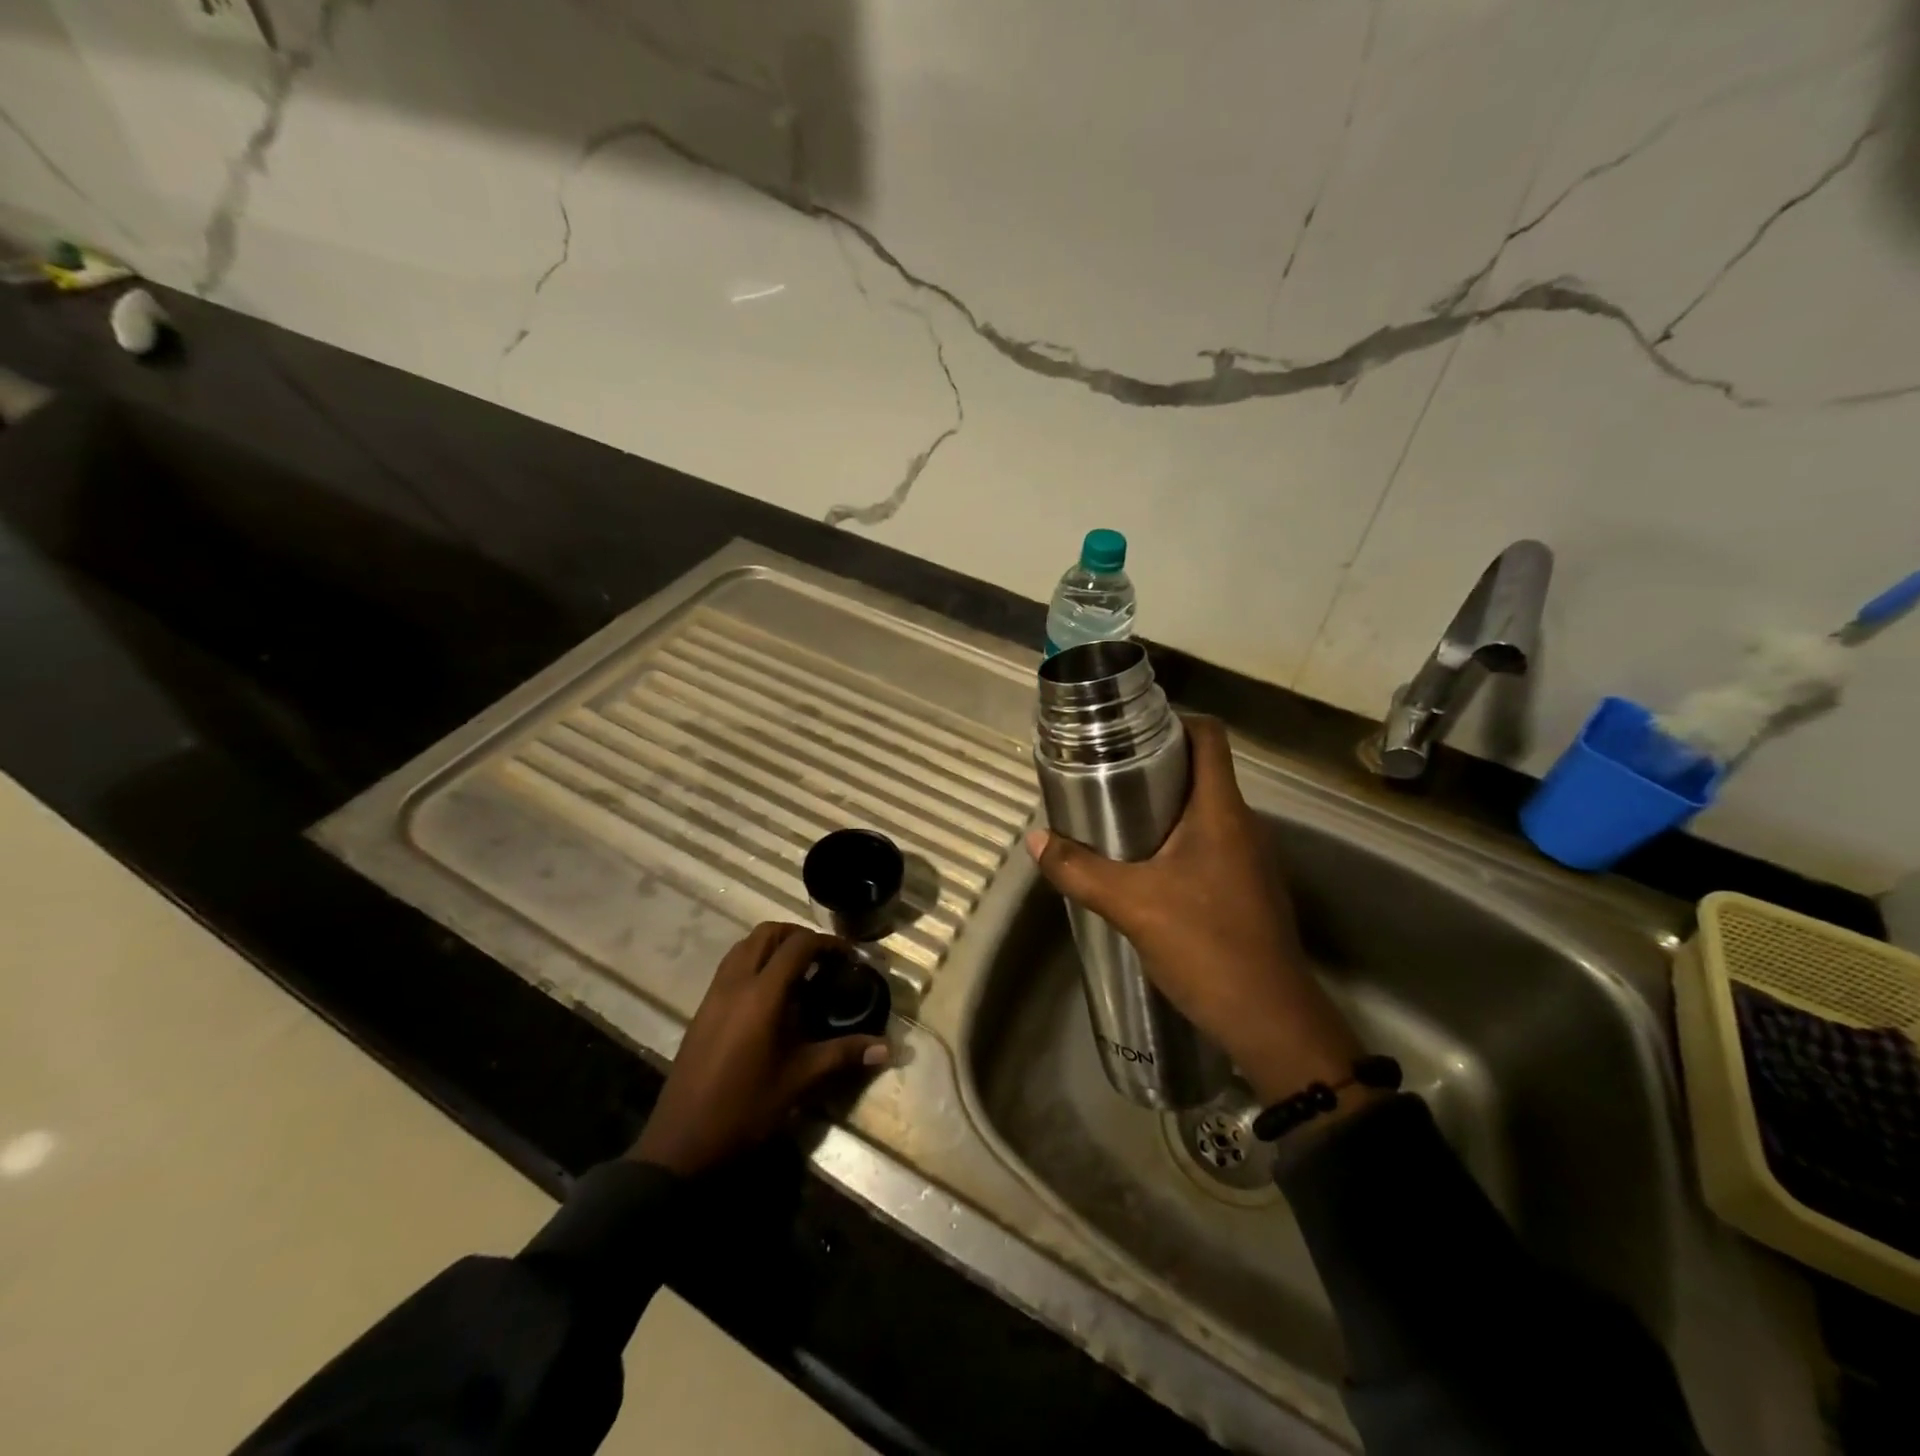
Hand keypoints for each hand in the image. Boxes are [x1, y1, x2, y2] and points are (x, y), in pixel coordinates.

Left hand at [632, 923, 889, 1175]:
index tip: (848, 957)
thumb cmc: (745, 1109)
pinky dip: (753, 963)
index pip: (798, 946)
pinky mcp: (702, 1010)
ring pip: (744, 946)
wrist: (681, 1144)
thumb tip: (888, 1048)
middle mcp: (735, 983)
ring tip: (798, 971)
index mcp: (762, 995)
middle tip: (823, 957)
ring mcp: (714, 995)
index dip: (827, 943)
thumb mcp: (799, 1080)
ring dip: (773, 946)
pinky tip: (769, 996)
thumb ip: (843, 1055)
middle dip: (797, 935)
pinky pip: (730, 967)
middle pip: (766, 933)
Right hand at [1026, 717, 1363, 1105]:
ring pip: (1203, 812)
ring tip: (1114, 818)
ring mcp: (1250, 860)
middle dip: (1154, 766)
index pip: (1209, 737)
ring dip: (1163, 808)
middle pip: (1202, 772)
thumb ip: (1079, 870)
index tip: (1129, 729)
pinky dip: (1175, 842)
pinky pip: (1208, 846)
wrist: (1271, 1021)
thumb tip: (1036, 839)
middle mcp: (1243, 825)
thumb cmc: (1207, 946)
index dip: (1173, 720)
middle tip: (1104, 774)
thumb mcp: (1131, 905)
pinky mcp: (1247, 889)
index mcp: (1222, 811)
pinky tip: (1143, 868)